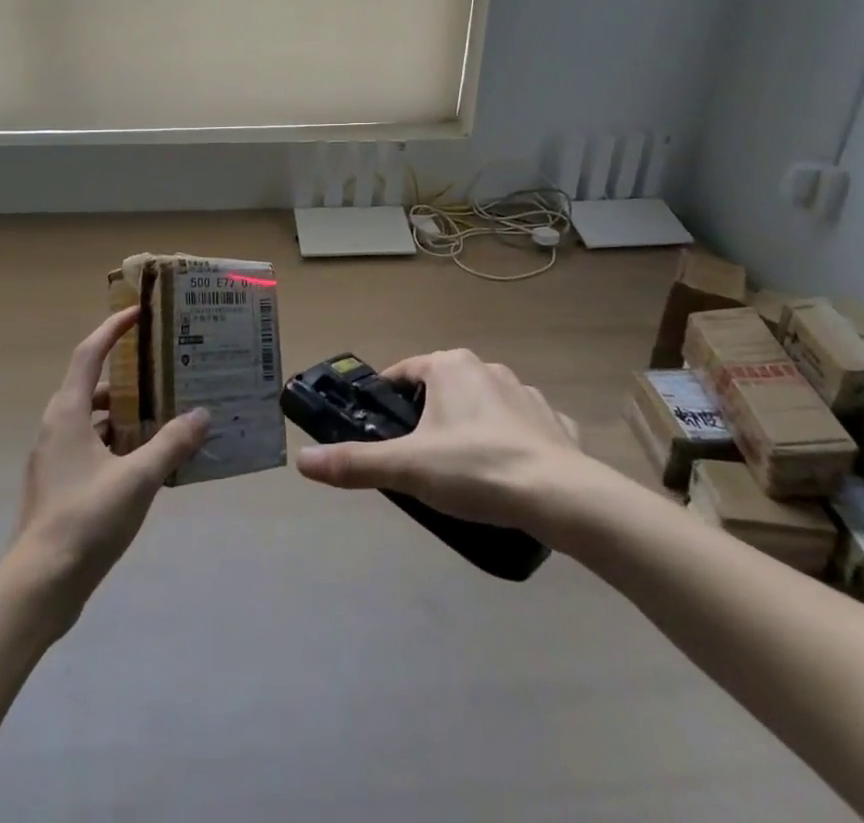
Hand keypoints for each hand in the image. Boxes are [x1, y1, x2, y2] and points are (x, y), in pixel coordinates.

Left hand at [8, 308, 208, 627]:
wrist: (38, 587)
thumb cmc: (85, 520)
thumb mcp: (137, 479)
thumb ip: (171, 443)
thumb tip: (202, 415)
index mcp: (68, 412)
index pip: (89, 353)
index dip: (113, 328)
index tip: (139, 313)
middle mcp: (58, 427)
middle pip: (93, 385)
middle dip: (128, 375)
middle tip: (164, 371)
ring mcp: (55, 458)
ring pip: (94, 420)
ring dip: (125, 413)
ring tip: (165, 415)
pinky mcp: (59, 485)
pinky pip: (93, 447)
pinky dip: (118, 443)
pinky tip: (147, 460)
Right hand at [294, 348, 591, 533]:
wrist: (561, 496)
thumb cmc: (476, 468)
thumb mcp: (408, 469)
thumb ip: (355, 463)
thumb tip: (302, 461)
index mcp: (449, 366)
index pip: (404, 372)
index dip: (388, 400)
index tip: (381, 430)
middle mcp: (486, 367)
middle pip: (442, 387)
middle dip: (428, 416)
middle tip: (418, 459)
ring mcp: (525, 392)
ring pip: (483, 404)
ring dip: (469, 427)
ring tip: (463, 472)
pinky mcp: (554, 421)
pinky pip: (522, 425)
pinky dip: (512, 442)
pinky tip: (510, 474)